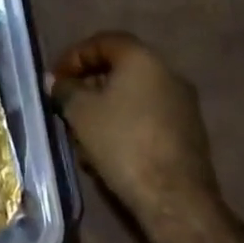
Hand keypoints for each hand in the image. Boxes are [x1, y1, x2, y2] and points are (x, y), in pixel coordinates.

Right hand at [51, 32, 219, 219]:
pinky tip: (108, 152)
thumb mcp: (80, 112)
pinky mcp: (189, 134)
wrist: (176, 200)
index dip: (74, 57)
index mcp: (142, 58)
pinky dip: (126, 126)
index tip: (56, 80)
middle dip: (89, 86)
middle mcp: (168, 73)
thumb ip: (65, 89)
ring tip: (83, 137)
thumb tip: (54, 81)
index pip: (102, 42)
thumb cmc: (123, 143)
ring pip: (133, 97)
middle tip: (68, 107)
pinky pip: (148, 118)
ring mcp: (183, 105)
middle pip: (119, 69)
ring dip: (105, 110)